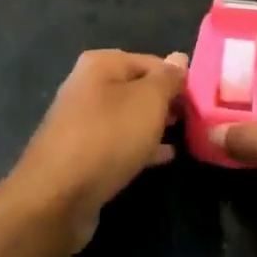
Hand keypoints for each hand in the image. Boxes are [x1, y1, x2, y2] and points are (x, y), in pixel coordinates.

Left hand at [11, 49, 187, 244]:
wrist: (56, 198)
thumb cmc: (107, 138)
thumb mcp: (148, 102)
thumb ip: (167, 79)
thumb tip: (179, 58)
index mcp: (100, 64)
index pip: (151, 61)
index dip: (177, 79)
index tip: (200, 100)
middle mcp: (87, 86)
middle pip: (137, 88)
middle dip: (165, 102)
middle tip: (194, 119)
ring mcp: (81, 122)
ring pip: (128, 117)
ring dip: (154, 125)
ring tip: (184, 136)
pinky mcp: (80, 154)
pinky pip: (118, 143)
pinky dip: (140, 146)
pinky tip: (164, 158)